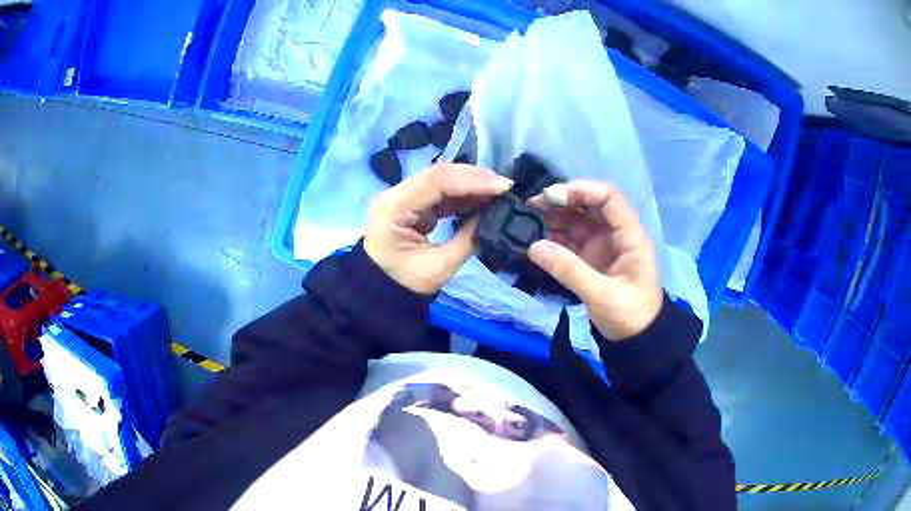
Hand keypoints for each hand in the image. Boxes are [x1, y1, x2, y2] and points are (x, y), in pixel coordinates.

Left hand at [365, 164, 512, 294]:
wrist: (382, 294)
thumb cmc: (404, 284)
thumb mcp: (439, 267)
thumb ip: (467, 239)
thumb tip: (492, 217)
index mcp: (393, 207)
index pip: (435, 181)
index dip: (471, 180)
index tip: (502, 186)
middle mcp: (396, 194)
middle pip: (439, 175)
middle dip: (475, 179)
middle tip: (506, 187)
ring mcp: (405, 198)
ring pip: (443, 181)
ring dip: (473, 186)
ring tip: (500, 194)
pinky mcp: (415, 205)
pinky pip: (442, 194)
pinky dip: (465, 196)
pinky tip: (485, 200)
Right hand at [528, 180, 662, 340]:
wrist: (636, 341)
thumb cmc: (630, 315)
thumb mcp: (602, 295)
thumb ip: (570, 270)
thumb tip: (534, 246)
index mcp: (630, 236)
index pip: (608, 198)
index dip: (581, 190)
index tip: (552, 196)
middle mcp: (616, 234)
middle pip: (589, 206)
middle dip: (562, 201)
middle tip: (532, 205)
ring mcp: (602, 246)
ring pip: (577, 222)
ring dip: (554, 218)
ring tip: (528, 220)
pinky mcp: (590, 259)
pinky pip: (570, 241)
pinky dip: (554, 239)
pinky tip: (537, 241)